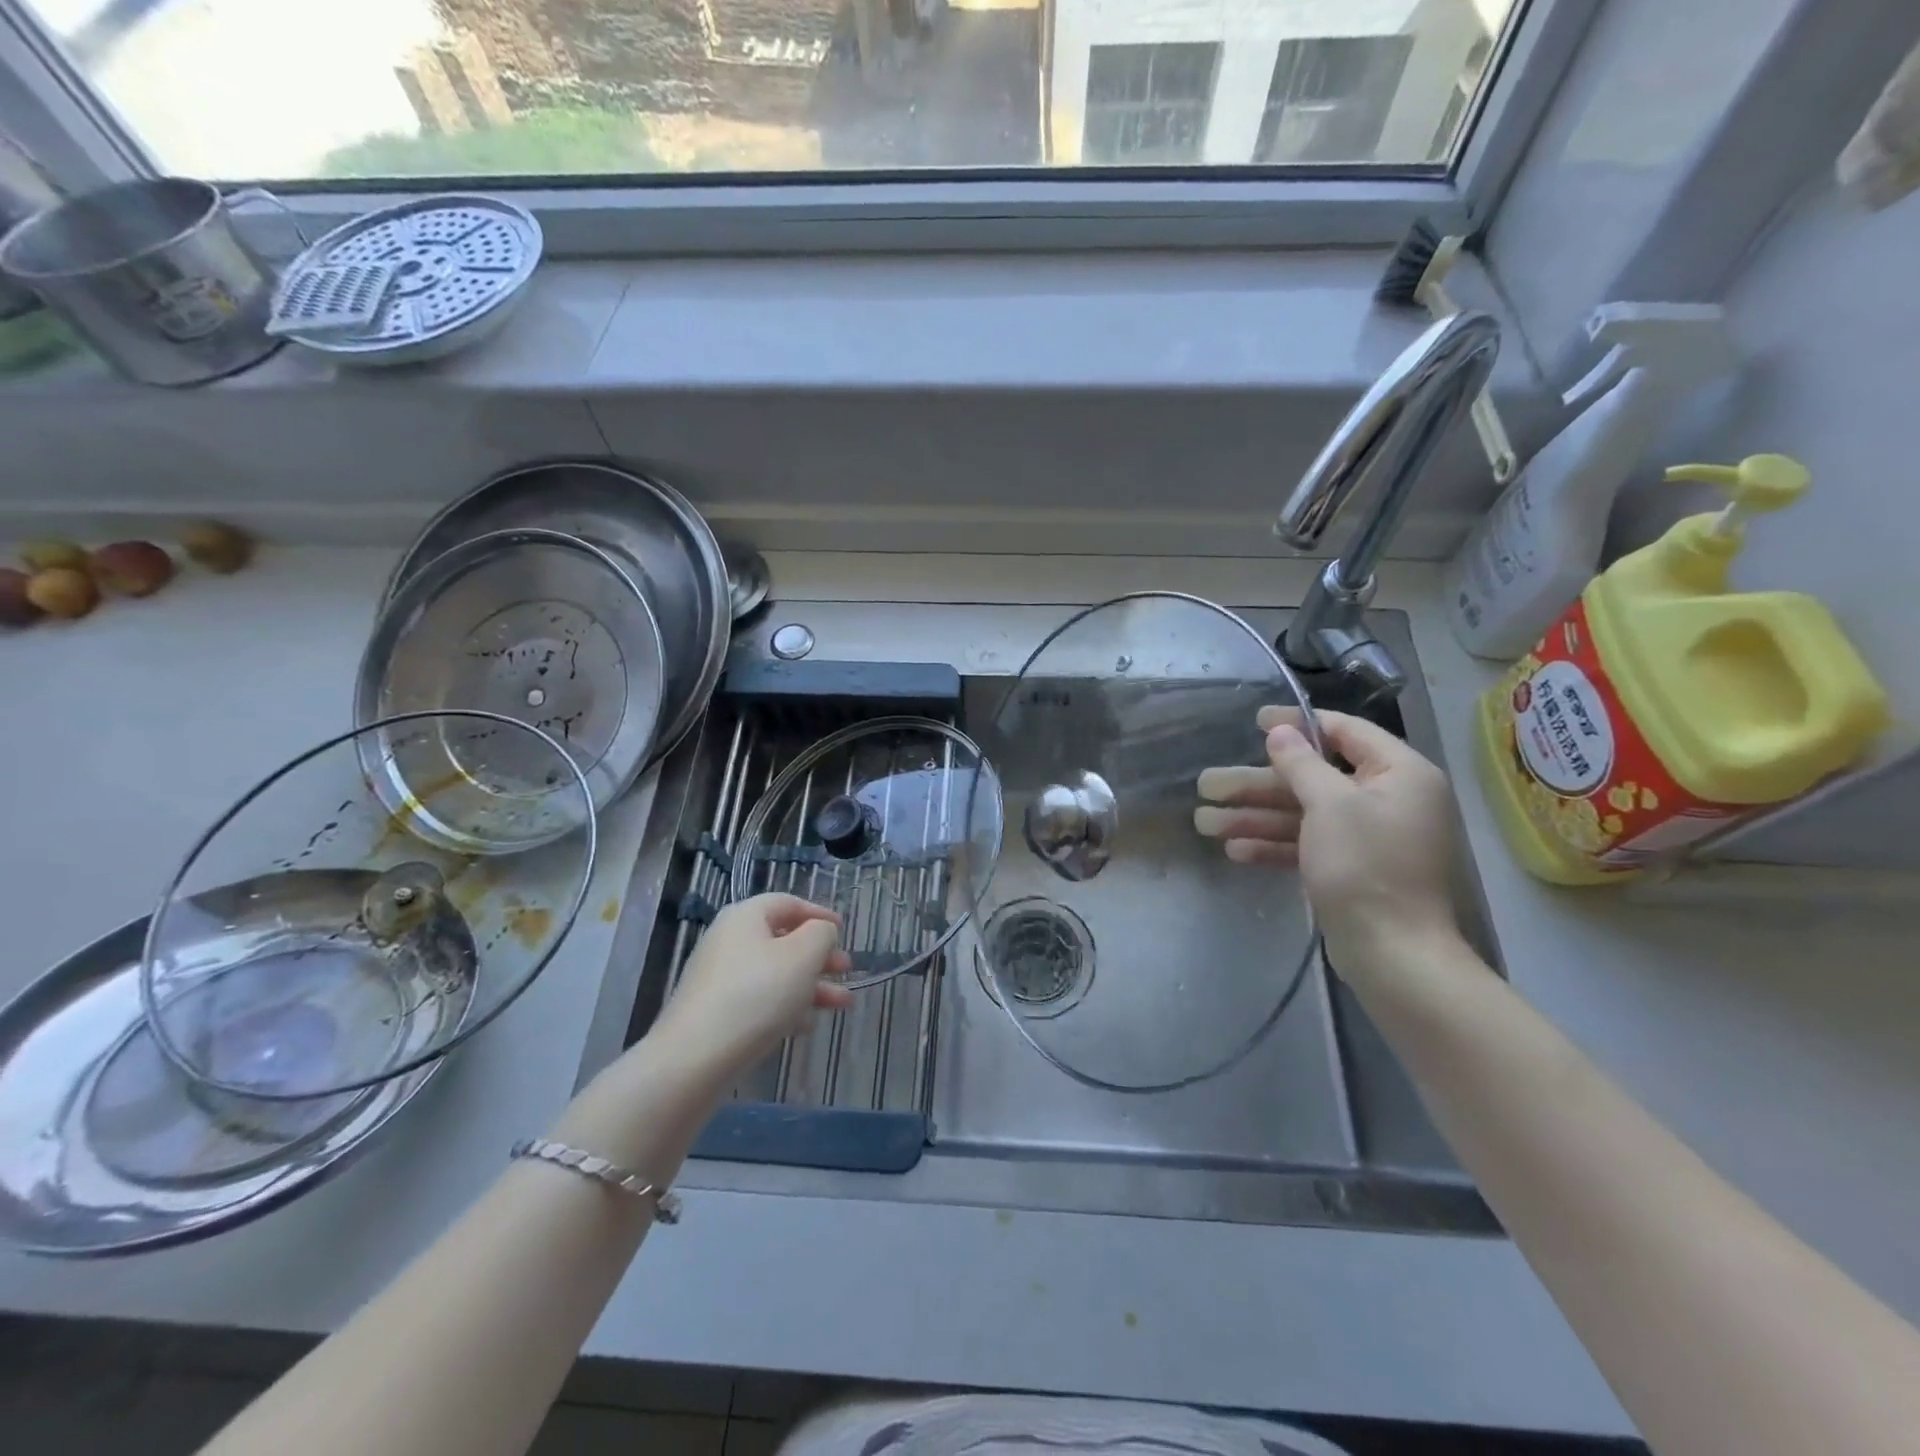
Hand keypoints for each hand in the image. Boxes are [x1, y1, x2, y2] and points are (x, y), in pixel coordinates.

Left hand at [649, 894, 852, 1086]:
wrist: (693, 1060)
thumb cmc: (757, 995)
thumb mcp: (803, 955)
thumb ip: (821, 934)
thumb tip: (820, 932)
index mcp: (745, 917)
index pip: (788, 903)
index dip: (819, 914)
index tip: (843, 930)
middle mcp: (729, 941)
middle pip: (783, 940)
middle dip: (820, 956)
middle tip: (847, 969)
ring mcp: (719, 979)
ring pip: (775, 974)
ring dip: (811, 986)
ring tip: (842, 1004)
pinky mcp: (715, 1013)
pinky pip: (759, 1000)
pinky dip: (786, 1007)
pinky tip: (806, 1026)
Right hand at [1195, 706, 1460, 975]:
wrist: (1393, 954)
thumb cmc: (1365, 866)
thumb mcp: (1330, 805)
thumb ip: (1301, 763)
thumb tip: (1280, 731)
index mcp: (1399, 774)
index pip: (1344, 732)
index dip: (1298, 723)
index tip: (1256, 721)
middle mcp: (1387, 799)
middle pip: (1312, 778)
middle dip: (1257, 784)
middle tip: (1208, 783)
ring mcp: (1368, 837)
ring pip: (1303, 814)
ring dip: (1255, 816)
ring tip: (1204, 821)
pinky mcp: (1352, 868)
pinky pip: (1309, 844)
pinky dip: (1274, 845)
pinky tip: (1234, 849)